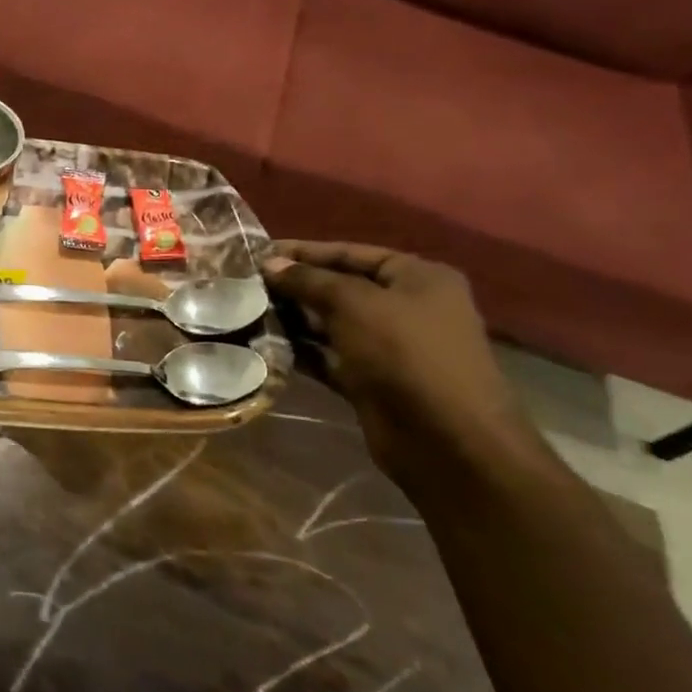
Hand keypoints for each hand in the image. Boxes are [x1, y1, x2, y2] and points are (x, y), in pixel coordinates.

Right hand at [261, 241, 530, 492]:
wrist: (446, 439)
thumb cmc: (405, 354)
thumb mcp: (354, 303)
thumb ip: (309, 280)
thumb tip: (269, 264)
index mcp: (418, 278)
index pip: (352, 253)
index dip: (305, 251)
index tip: (258, 252)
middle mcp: (407, 308)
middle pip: (340, 288)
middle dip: (295, 286)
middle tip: (245, 284)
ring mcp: (390, 347)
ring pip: (331, 323)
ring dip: (293, 318)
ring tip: (247, 311)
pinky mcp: (371, 380)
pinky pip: (329, 356)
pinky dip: (301, 350)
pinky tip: (265, 344)